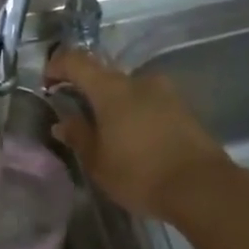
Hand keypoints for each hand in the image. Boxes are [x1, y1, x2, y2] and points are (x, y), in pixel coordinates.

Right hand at [44, 48, 230, 221]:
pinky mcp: (183, 109)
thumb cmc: (139, 174)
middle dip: (87, 91)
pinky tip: (133, 139)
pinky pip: (149, 103)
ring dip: (114, 105)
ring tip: (107, 133)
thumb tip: (63, 122)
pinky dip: (135, 114)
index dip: (58, 66)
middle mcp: (139, 81)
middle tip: (77, 116)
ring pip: (129, 90)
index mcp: (112, 89)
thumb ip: (79, 136)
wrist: (201, 187)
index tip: (48, 83)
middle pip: (104, 75)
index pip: (77, 61)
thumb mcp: (98, 162)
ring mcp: (166, 93)